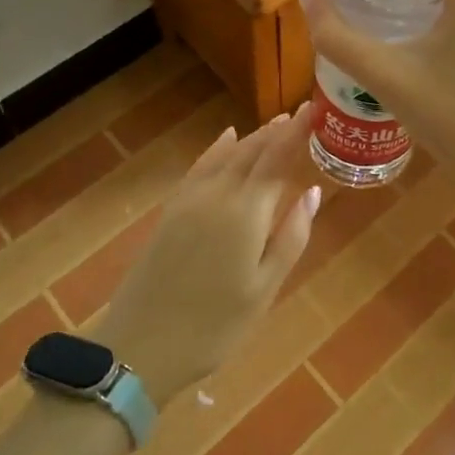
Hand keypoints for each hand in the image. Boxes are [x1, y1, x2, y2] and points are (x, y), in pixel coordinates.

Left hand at [96, 105, 321, 409]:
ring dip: (252, 137)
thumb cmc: (214, 326)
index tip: (314, 108)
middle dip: (277, 130)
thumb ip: (291, 237)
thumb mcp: (264, 289)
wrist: (140, 346)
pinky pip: (201, 166)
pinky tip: (226, 139)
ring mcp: (189, 200)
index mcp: (245, 213)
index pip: (276, 158)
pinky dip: (218, 148)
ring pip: (226, 156)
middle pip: (251, 151)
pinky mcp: (171, 211)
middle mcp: (217, 194)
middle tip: (301, 113)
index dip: (297, 132)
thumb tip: (312, 192)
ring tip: (276, 124)